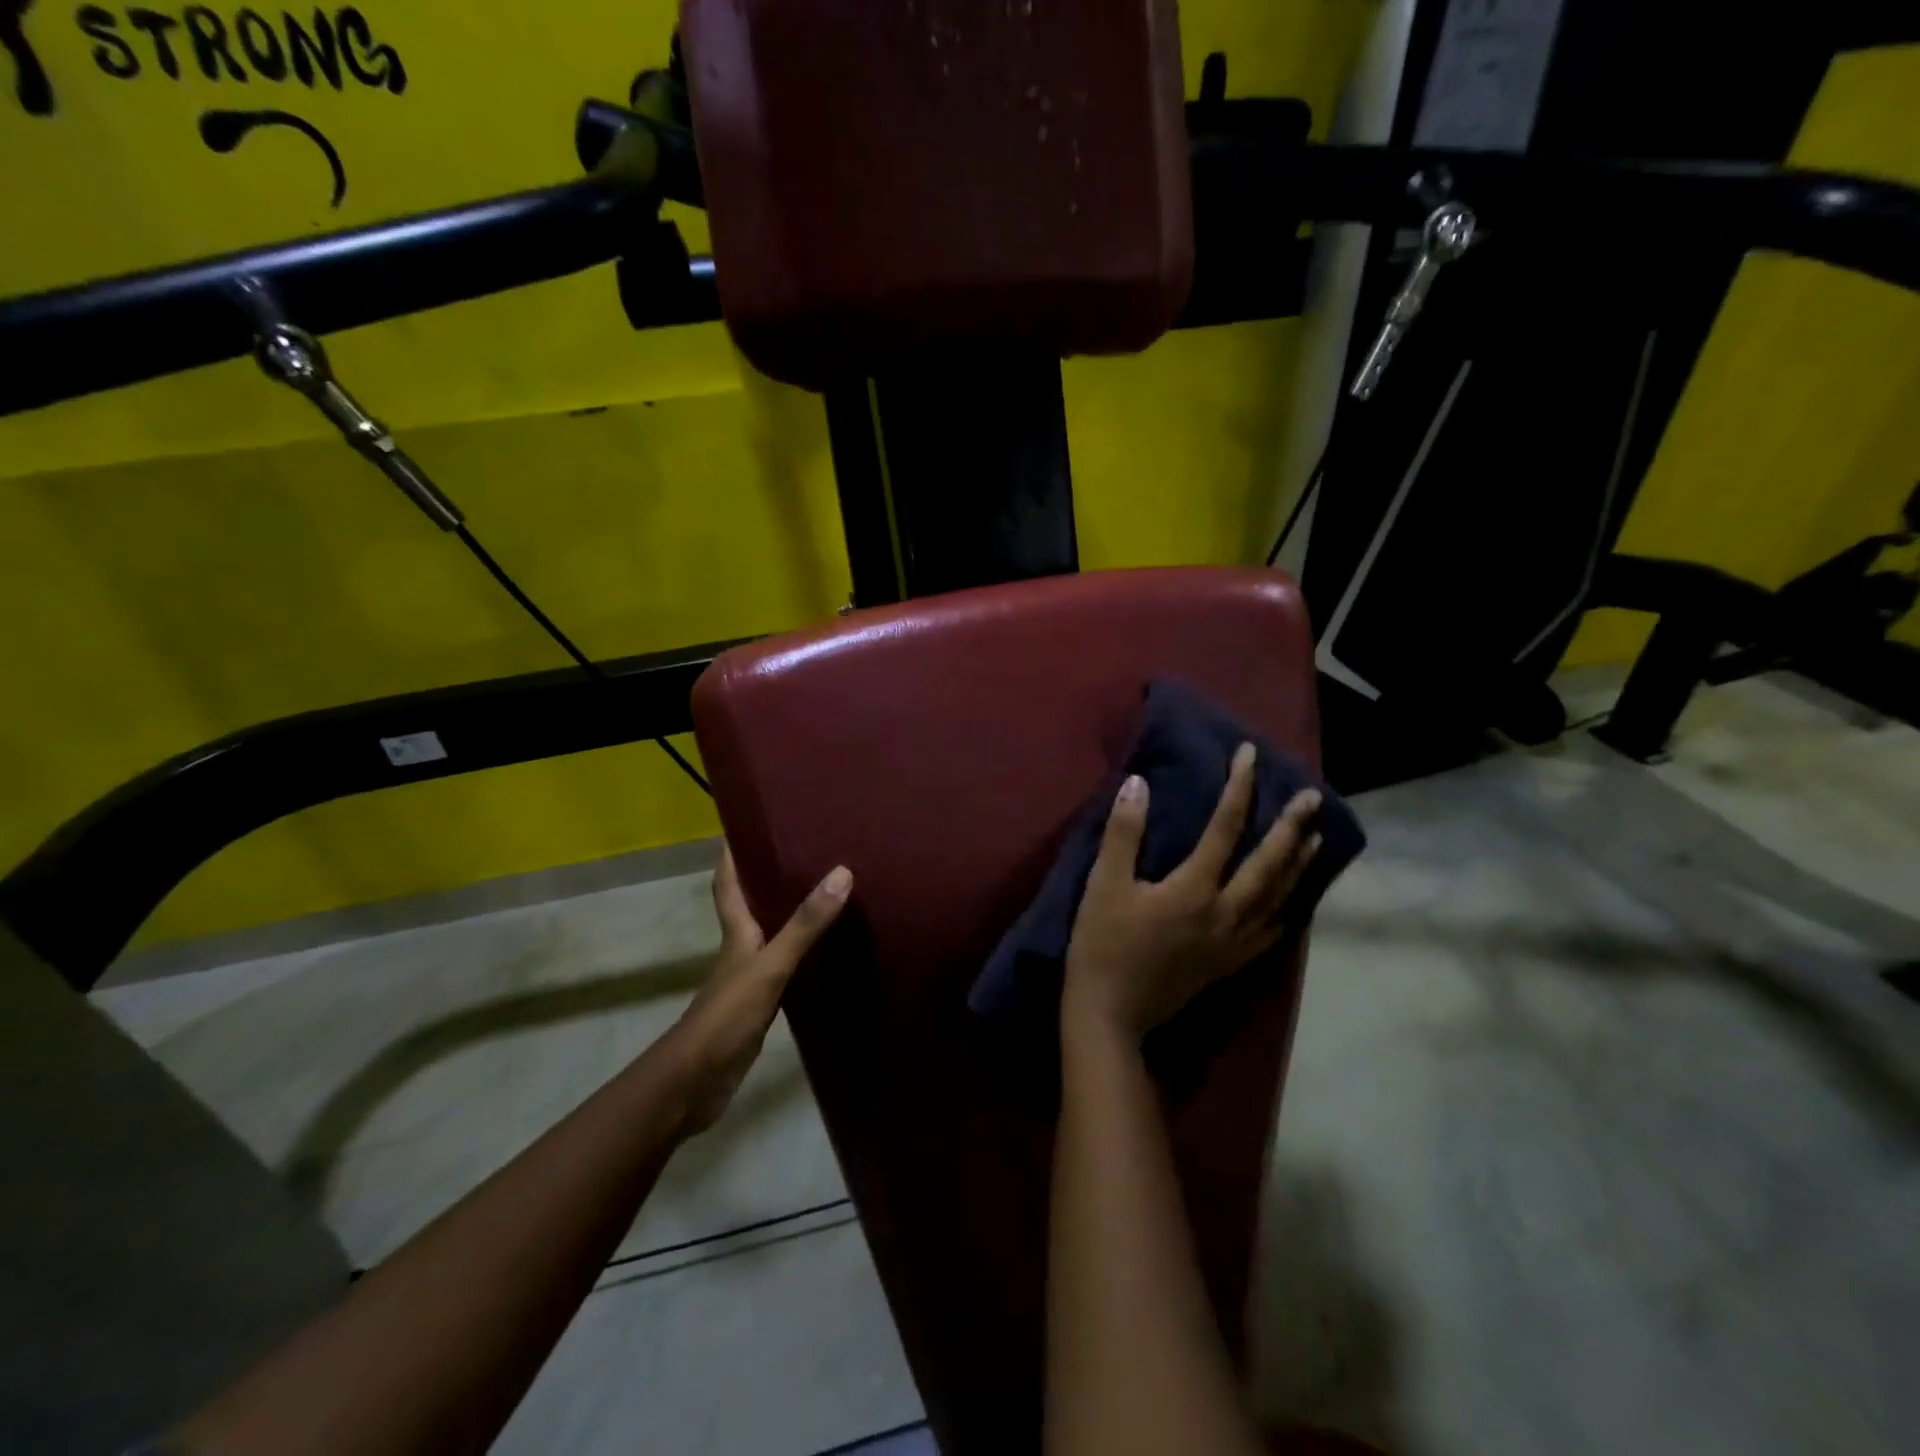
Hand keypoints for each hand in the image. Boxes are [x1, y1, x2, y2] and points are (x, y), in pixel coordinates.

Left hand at [670, 847, 851, 1133]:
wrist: (695, 1084)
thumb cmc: (727, 1016)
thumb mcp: (770, 966)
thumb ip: (805, 925)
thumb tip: (841, 872)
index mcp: (736, 933)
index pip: (728, 883)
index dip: (731, 854)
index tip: (742, 824)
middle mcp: (741, 950)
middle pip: (749, 905)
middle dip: (767, 878)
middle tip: (802, 852)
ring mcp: (749, 980)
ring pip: (770, 936)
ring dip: (788, 916)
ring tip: (822, 894)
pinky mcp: (760, 1006)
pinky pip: (785, 968)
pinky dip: (801, 955)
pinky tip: (824, 954)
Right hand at [1062, 743, 1321, 1042]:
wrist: (1111, 1013)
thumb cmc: (1103, 944)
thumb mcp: (1104, 884)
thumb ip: (1124, 833)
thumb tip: (1138, 784)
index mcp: (1194, 889)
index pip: (1225, 828)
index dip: (1238, 788)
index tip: (1249, 754)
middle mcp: (1226, 913)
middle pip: (1269, 864)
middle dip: (1291, 827)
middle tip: (1312, 797)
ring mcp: (1233, 942)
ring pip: (1279, 897)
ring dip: (1299, 865)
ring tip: (1316, 839)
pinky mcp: (1231, 964)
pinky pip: (1272, 931)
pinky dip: (1288, 909)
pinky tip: (1294, 901)